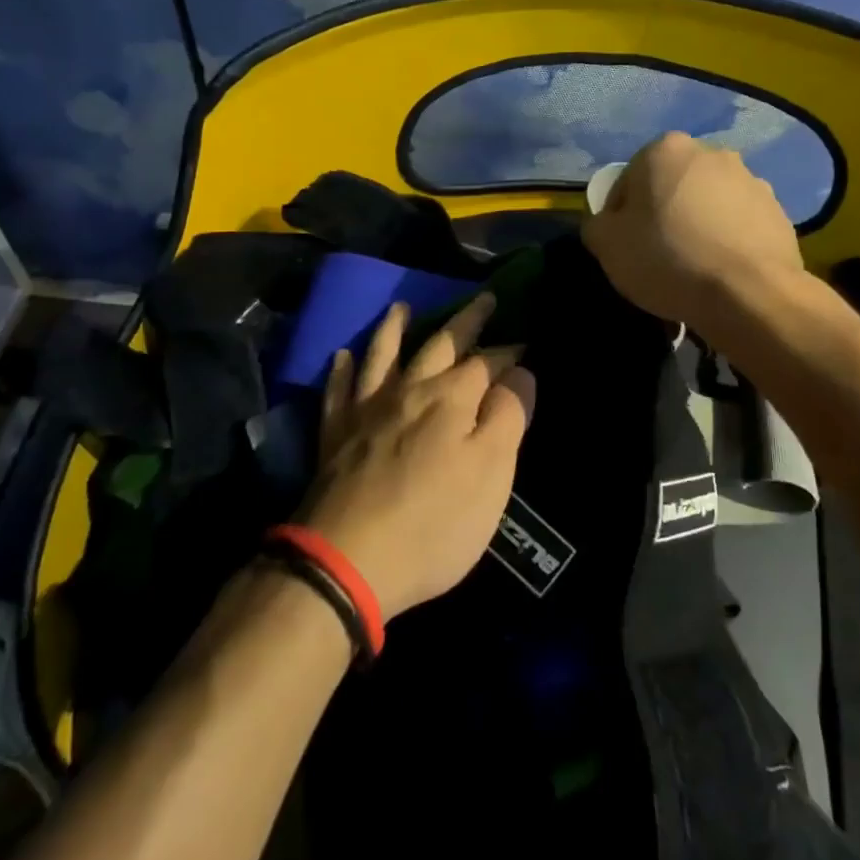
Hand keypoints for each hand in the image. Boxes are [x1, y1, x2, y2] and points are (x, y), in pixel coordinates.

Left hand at [301, 293, 535, 618]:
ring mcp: (367, 409)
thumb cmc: (433, 523)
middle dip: (465, 321)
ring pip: (382, 356)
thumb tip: (520, 372)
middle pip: (439, 345)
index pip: (487, 362)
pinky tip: (341, 355)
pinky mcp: (335, 434)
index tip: (524, 340)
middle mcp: (409, 391)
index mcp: (451, 399)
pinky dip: (341, 370)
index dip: (508, 351)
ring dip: (394, 329)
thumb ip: (507, 418)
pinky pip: (337, 390)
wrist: (347, 559)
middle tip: (481, 299)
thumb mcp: (491, 475)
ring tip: (401, 308)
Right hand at [583, 132, 804, 330]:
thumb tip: (606, 223)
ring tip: (694, 267)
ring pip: (707, 203)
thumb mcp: (606, 245)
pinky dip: (728, 240)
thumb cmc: (667, 259)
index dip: (620, 216)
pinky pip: (738, 224)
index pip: (627, 182)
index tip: (625, 247)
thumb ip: (596, 224)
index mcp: (665, 150)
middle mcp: (710, 153)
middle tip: (658, 255)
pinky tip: (721, 272)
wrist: (749, 294)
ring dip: (697, 224)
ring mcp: (751, 180)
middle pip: (671, 186)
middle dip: (663, 213)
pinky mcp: (778, 211)